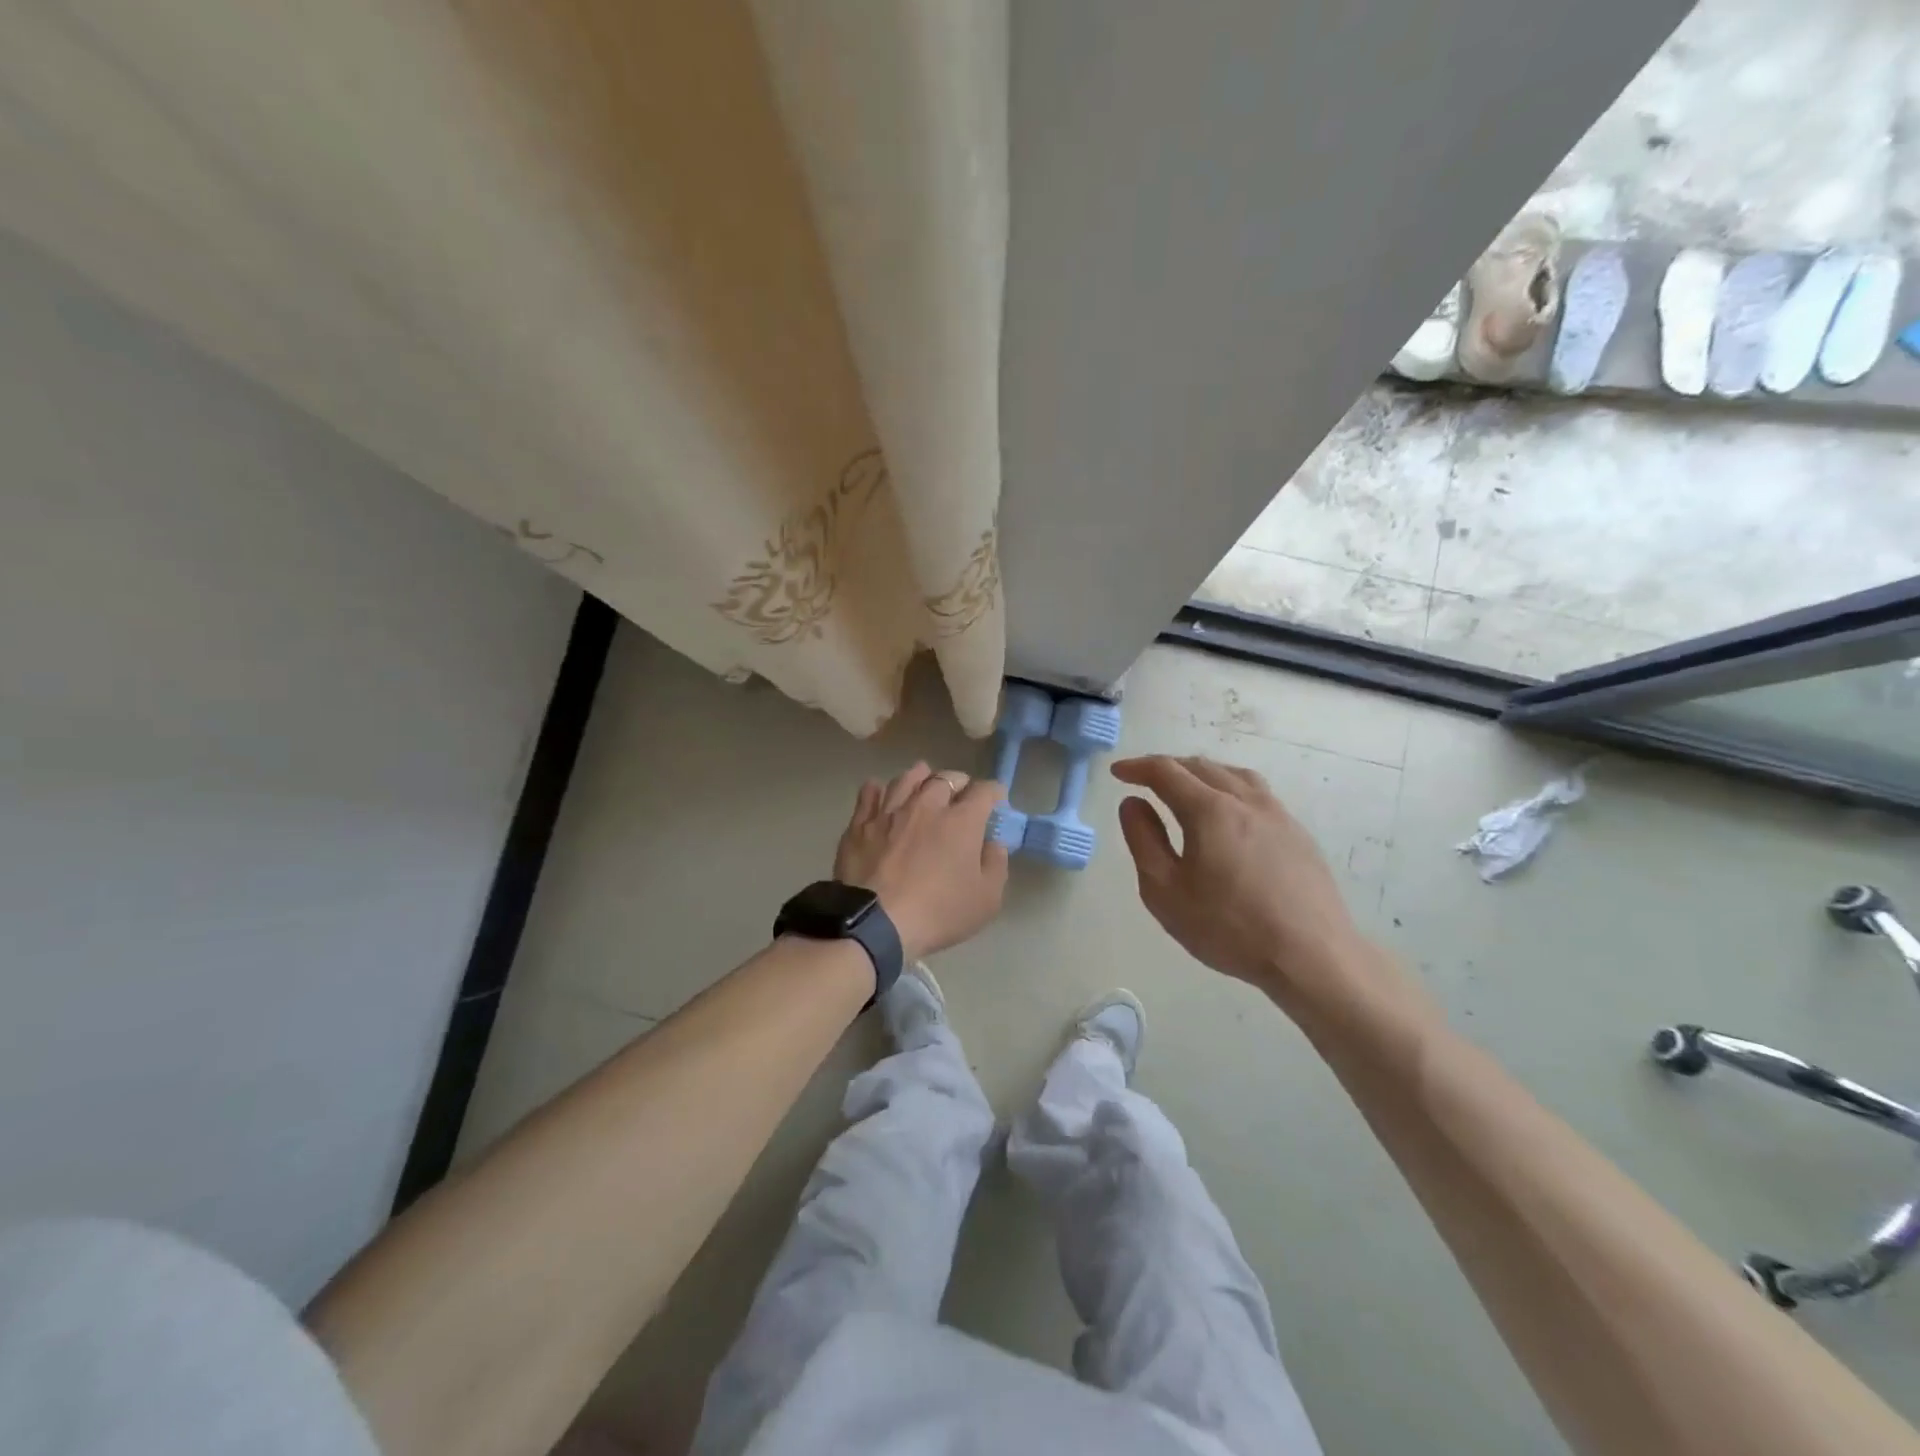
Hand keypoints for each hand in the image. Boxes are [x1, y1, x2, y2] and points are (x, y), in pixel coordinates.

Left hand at [833, 763, 1009, 961]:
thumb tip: (994, 843)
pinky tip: (881, 793)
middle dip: (959, 783)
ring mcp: (890, 811)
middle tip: (961, 796)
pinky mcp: (860, 824)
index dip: (993, 793)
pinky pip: (869, 794)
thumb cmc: (938, 912)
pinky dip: (878, 789)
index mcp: (961, 820)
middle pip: (945, 778)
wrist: (876, 923)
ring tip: (924, 784)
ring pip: (907, 778)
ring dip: (921, 777)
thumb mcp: (986, 899)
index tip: (995, 802)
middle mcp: (926, 805)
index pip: (983, 791)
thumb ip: (996, 864)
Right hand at [1112, 755, 1374, 1008]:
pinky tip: (1229, 814)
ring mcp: (1277, 814)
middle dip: (1167, 767)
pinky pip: (1257, 793)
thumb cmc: (1229, 928)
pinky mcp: (1298, 833)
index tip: (1118, 772)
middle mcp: (1245, 800)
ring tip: (1186, 787)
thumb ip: (1144, 840)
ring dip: (1202, 773)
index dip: (1137, 768)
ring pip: (1233, 775)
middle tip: (1145, 780)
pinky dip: (1230, 788)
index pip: (1166, 772)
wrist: (1312, 956)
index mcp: (1209, 810)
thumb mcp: (1165, 891)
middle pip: (1201, 767)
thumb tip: (1133, 803)